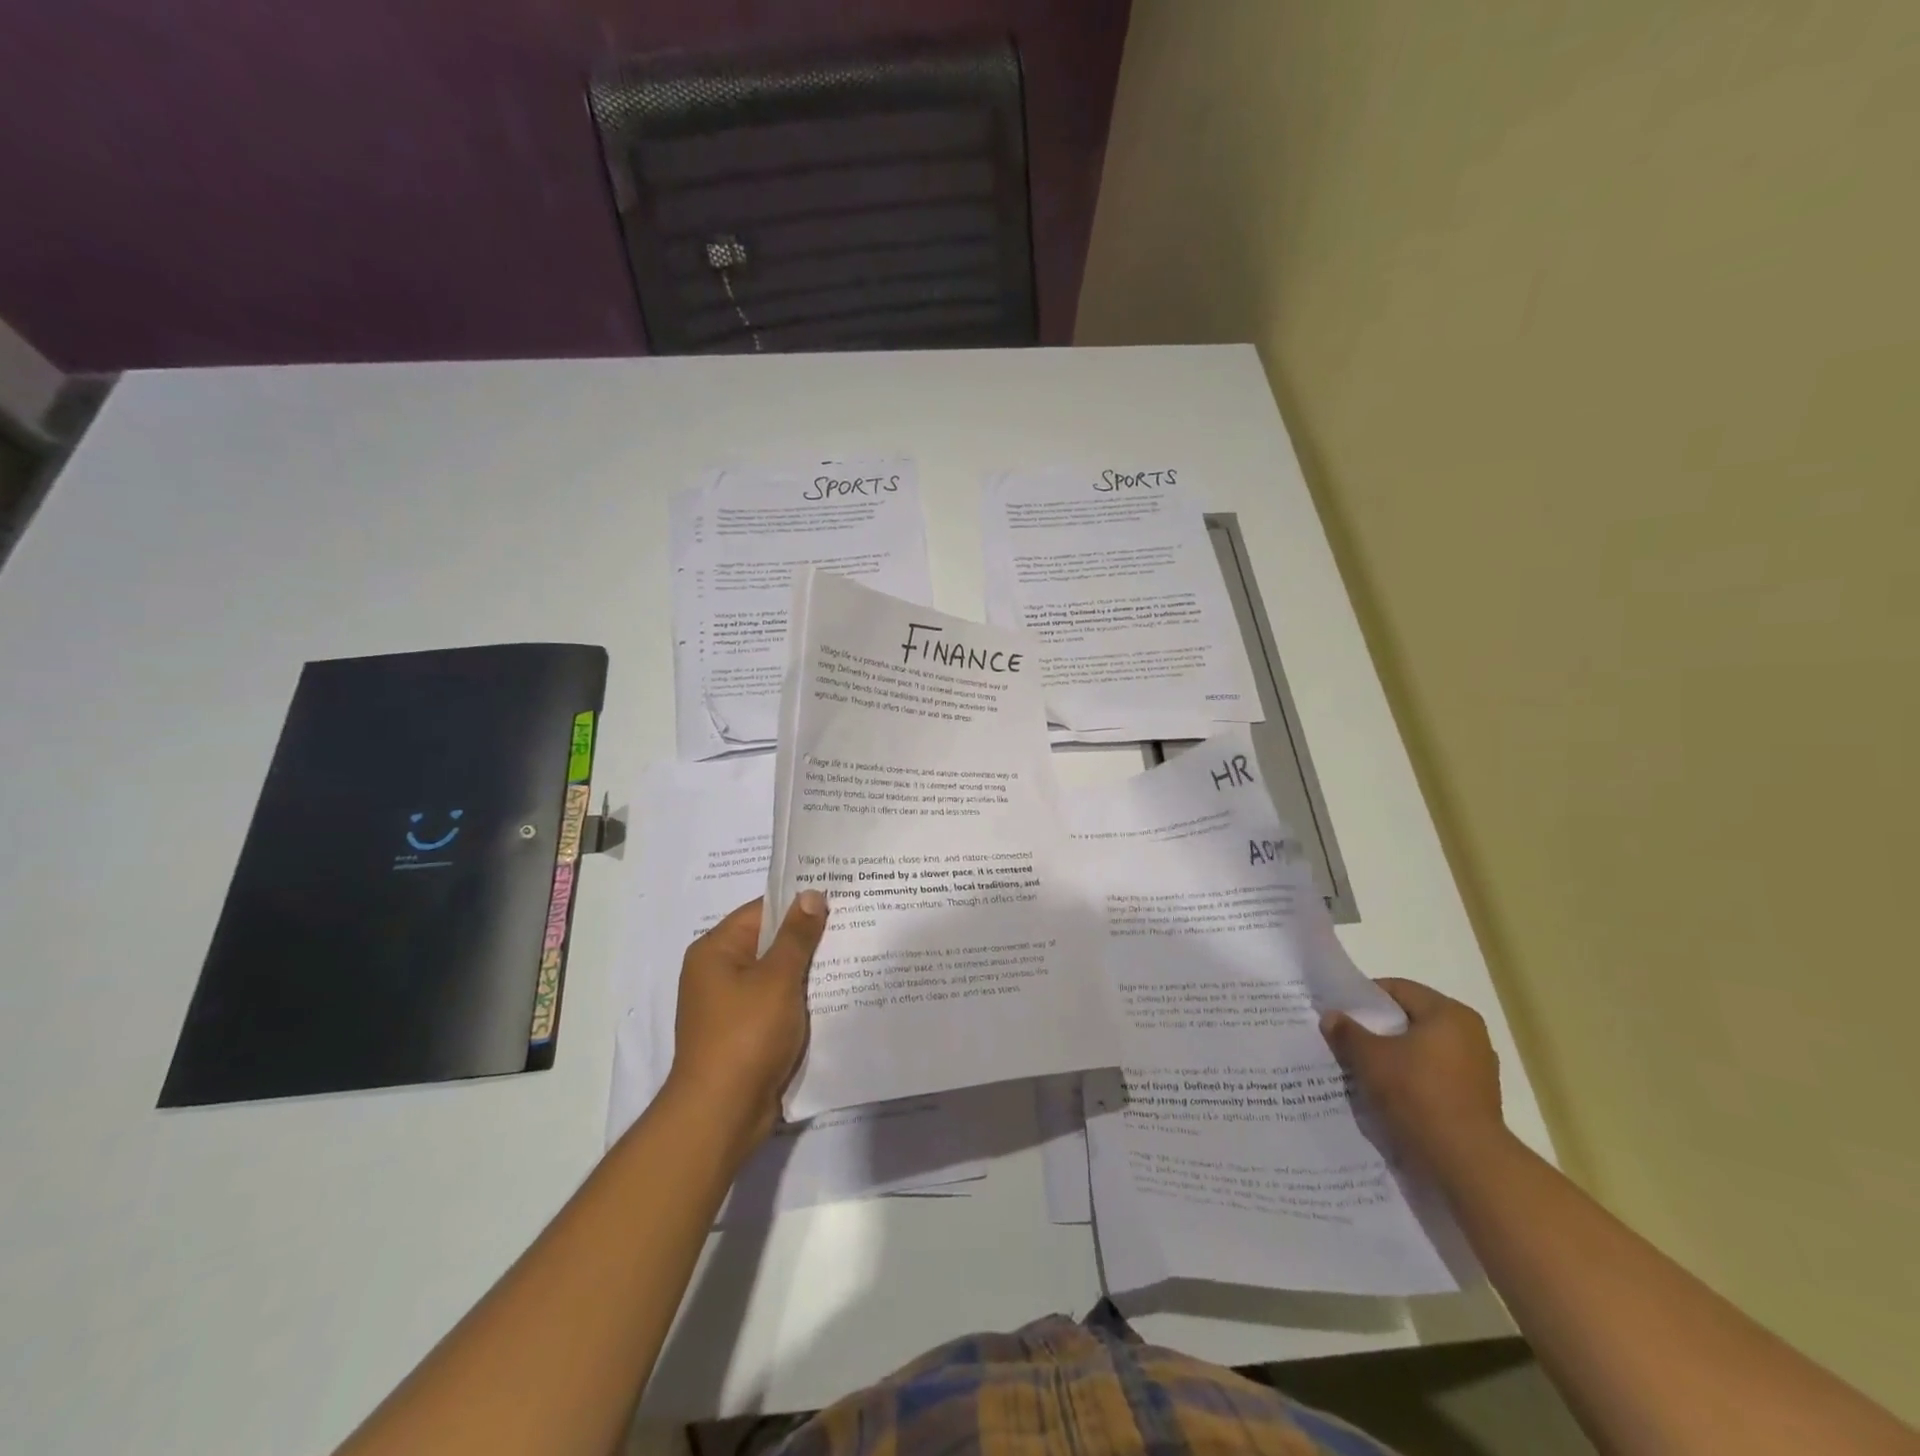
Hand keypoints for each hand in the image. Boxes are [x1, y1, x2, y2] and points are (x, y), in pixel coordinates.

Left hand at [664, 892, 828, 1153]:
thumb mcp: (777, 979)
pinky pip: (777, 1004)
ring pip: (777, 975)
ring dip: (807, 971)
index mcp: (716, 951)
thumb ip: (797, 936)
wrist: (721, 1114)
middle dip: (808, 938)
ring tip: (853, 954)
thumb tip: (811, 895)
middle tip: (854, 923)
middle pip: (769, 943)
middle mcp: (718, 972)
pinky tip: (835, 995)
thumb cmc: (746, 1035)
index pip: (762, 911)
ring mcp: (731, 1005)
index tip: (839, 896)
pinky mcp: (745, 1033)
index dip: (799, 903)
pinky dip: (800, 999)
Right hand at [1321, 978, 1506, 1176]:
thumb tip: (1331, 1016)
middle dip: (1378, 1028)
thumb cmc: (1417, 1094)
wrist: (1467, 1161)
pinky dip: (1412, 1077)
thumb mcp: (1369, 1058)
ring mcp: (1478, 1068)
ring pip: (1422, 1049)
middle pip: (1411, 1019)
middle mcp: (1470, 1034)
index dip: (1365, 998)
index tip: (1341, 1012)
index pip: (1398, 989)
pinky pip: (1435, 1075)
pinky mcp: (1477, 1098)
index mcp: (1449, 1014)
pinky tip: (1389, 1091)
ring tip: (1364, 1066)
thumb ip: (1347, 1032)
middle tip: (1347, 1038)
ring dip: (1394, 1054)